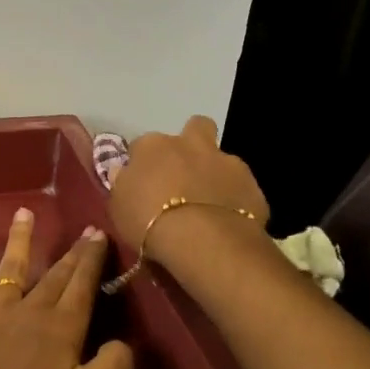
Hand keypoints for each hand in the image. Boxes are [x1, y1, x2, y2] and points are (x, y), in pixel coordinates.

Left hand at [0, 209, 135, 368]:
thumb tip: (124, 343)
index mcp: (63, 329)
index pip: (82, 286)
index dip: (92, 261)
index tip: (99, 234)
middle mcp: (31, 311)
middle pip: (55, 275)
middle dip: (71, 252)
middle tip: (83, 228)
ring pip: (13, 267)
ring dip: (21, 239)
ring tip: (24, 212)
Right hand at [108, 116, 268, 272]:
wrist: (204, 241)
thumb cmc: (149, 222)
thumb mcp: (118, 206)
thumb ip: (123, 184)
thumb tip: (125, 172)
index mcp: (153, 145)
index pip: (142, 145)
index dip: (144, 162)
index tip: (143, 182)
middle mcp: (190, 144)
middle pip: (195, 127)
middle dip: (192, 143)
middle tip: (185, 172)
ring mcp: (225, 161)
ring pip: (222, 157)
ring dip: (216, 173)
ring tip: (210, 203)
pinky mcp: (252, 185)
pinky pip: (242, 188)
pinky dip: (236, 199)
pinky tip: (229, 220)